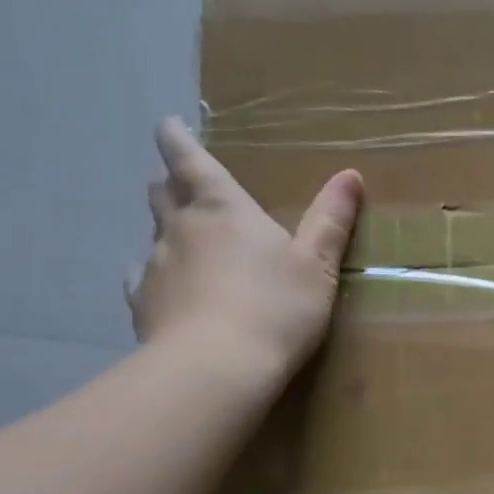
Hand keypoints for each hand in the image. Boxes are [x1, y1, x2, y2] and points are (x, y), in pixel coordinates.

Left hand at [127, 117, 362, 381]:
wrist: (215, 369)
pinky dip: (155, 274)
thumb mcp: (318, 264)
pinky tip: (166, 288)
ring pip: (153, 234)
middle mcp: (181, 228)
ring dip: (168, 230)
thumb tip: (350, 175)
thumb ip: (331, 220)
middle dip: (171, 184)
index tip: (166, 125)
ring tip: (186, 241)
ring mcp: (155, 267)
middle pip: (163, 193)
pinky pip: (143, 277)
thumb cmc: (276, 307)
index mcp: (224, 209)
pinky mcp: (143, 305)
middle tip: (183, 185)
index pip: (191, 161)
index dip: (177, 140)